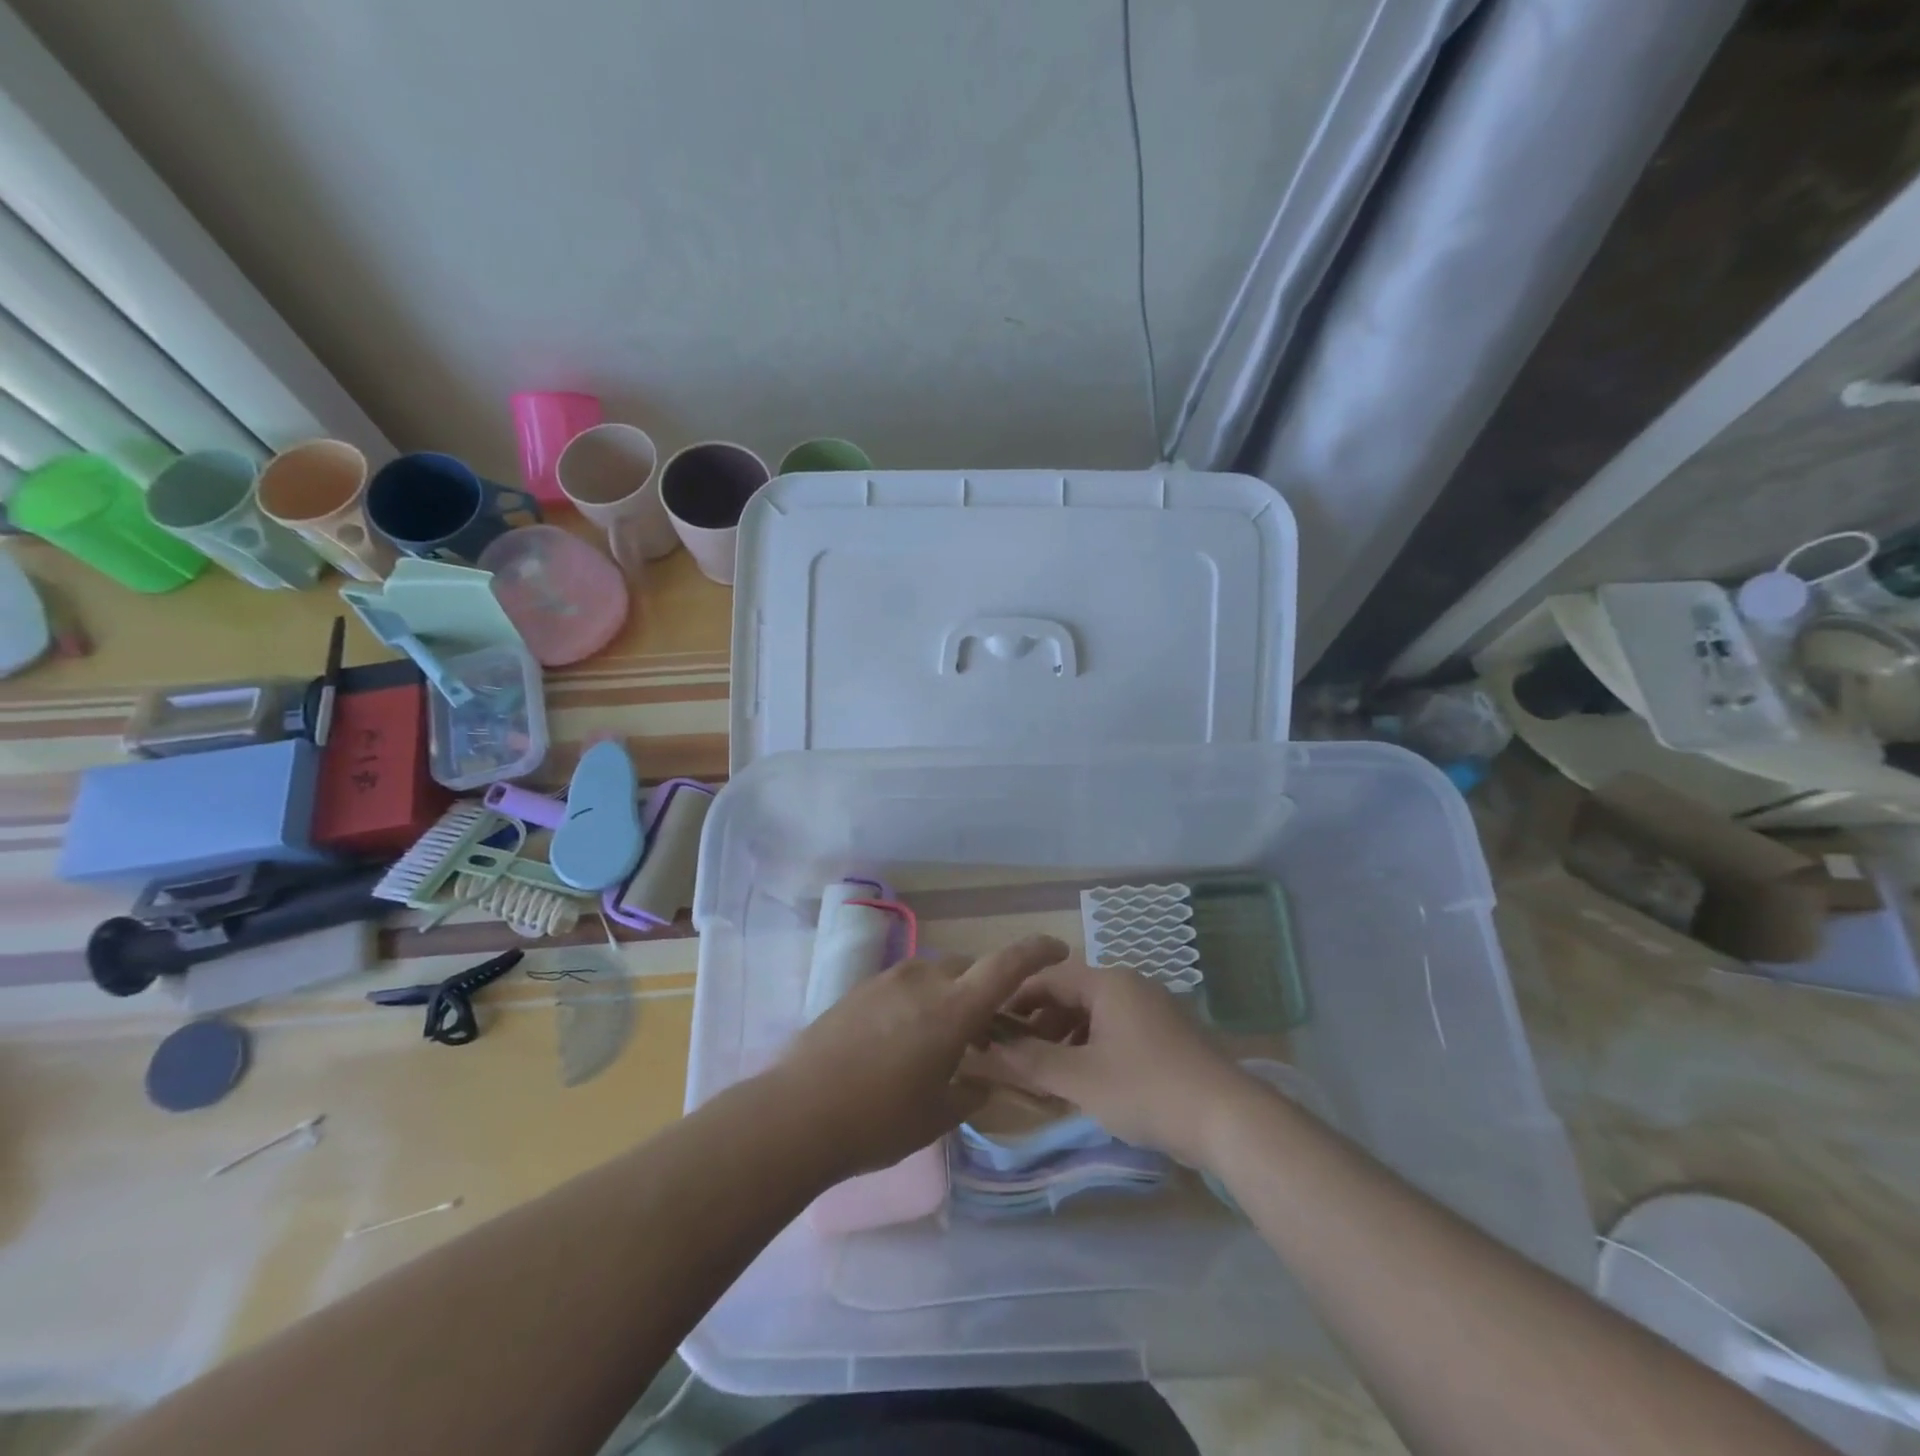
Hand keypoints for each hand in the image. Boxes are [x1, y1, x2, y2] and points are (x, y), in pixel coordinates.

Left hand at [767, 935, 1069, 1179]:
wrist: (796, 1113)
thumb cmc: (878, 1120)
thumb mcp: (937, 1117)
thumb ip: (970, 1093)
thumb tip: (980, 1082)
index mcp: (952, 1008)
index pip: (1006, 966)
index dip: (1037, 951)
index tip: (1059, 948)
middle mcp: (923, 981)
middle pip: (968, 970)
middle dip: (985, 991)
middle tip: (986, 1029)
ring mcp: (886, 981)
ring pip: (934, 976)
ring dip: (949, 996)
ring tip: (940, 1038)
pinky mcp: (858, 990)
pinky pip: (903, 986)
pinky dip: (917, 1002)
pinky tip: (900, 1040)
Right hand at [973, 959, 1252, 1168]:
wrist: (1229, 1120)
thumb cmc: (1146, 1089)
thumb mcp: (1079, 1078)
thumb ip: (1030, 1061)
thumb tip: (987, 1048)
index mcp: (1108, 982)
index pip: (1047, 979)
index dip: (1014, 1001)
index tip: (988, 1027)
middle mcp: (1130, 985)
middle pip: (1071, 996)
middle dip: (1039, 1026)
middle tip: (1016, 1060)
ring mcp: (1153, 1010)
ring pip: (1093, 1017)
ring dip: (1064, 1042)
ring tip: (1046, 1078)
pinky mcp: (1167, 1036)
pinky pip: (1116, 1032)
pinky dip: (1092, 1051)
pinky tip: (1084, 1084)